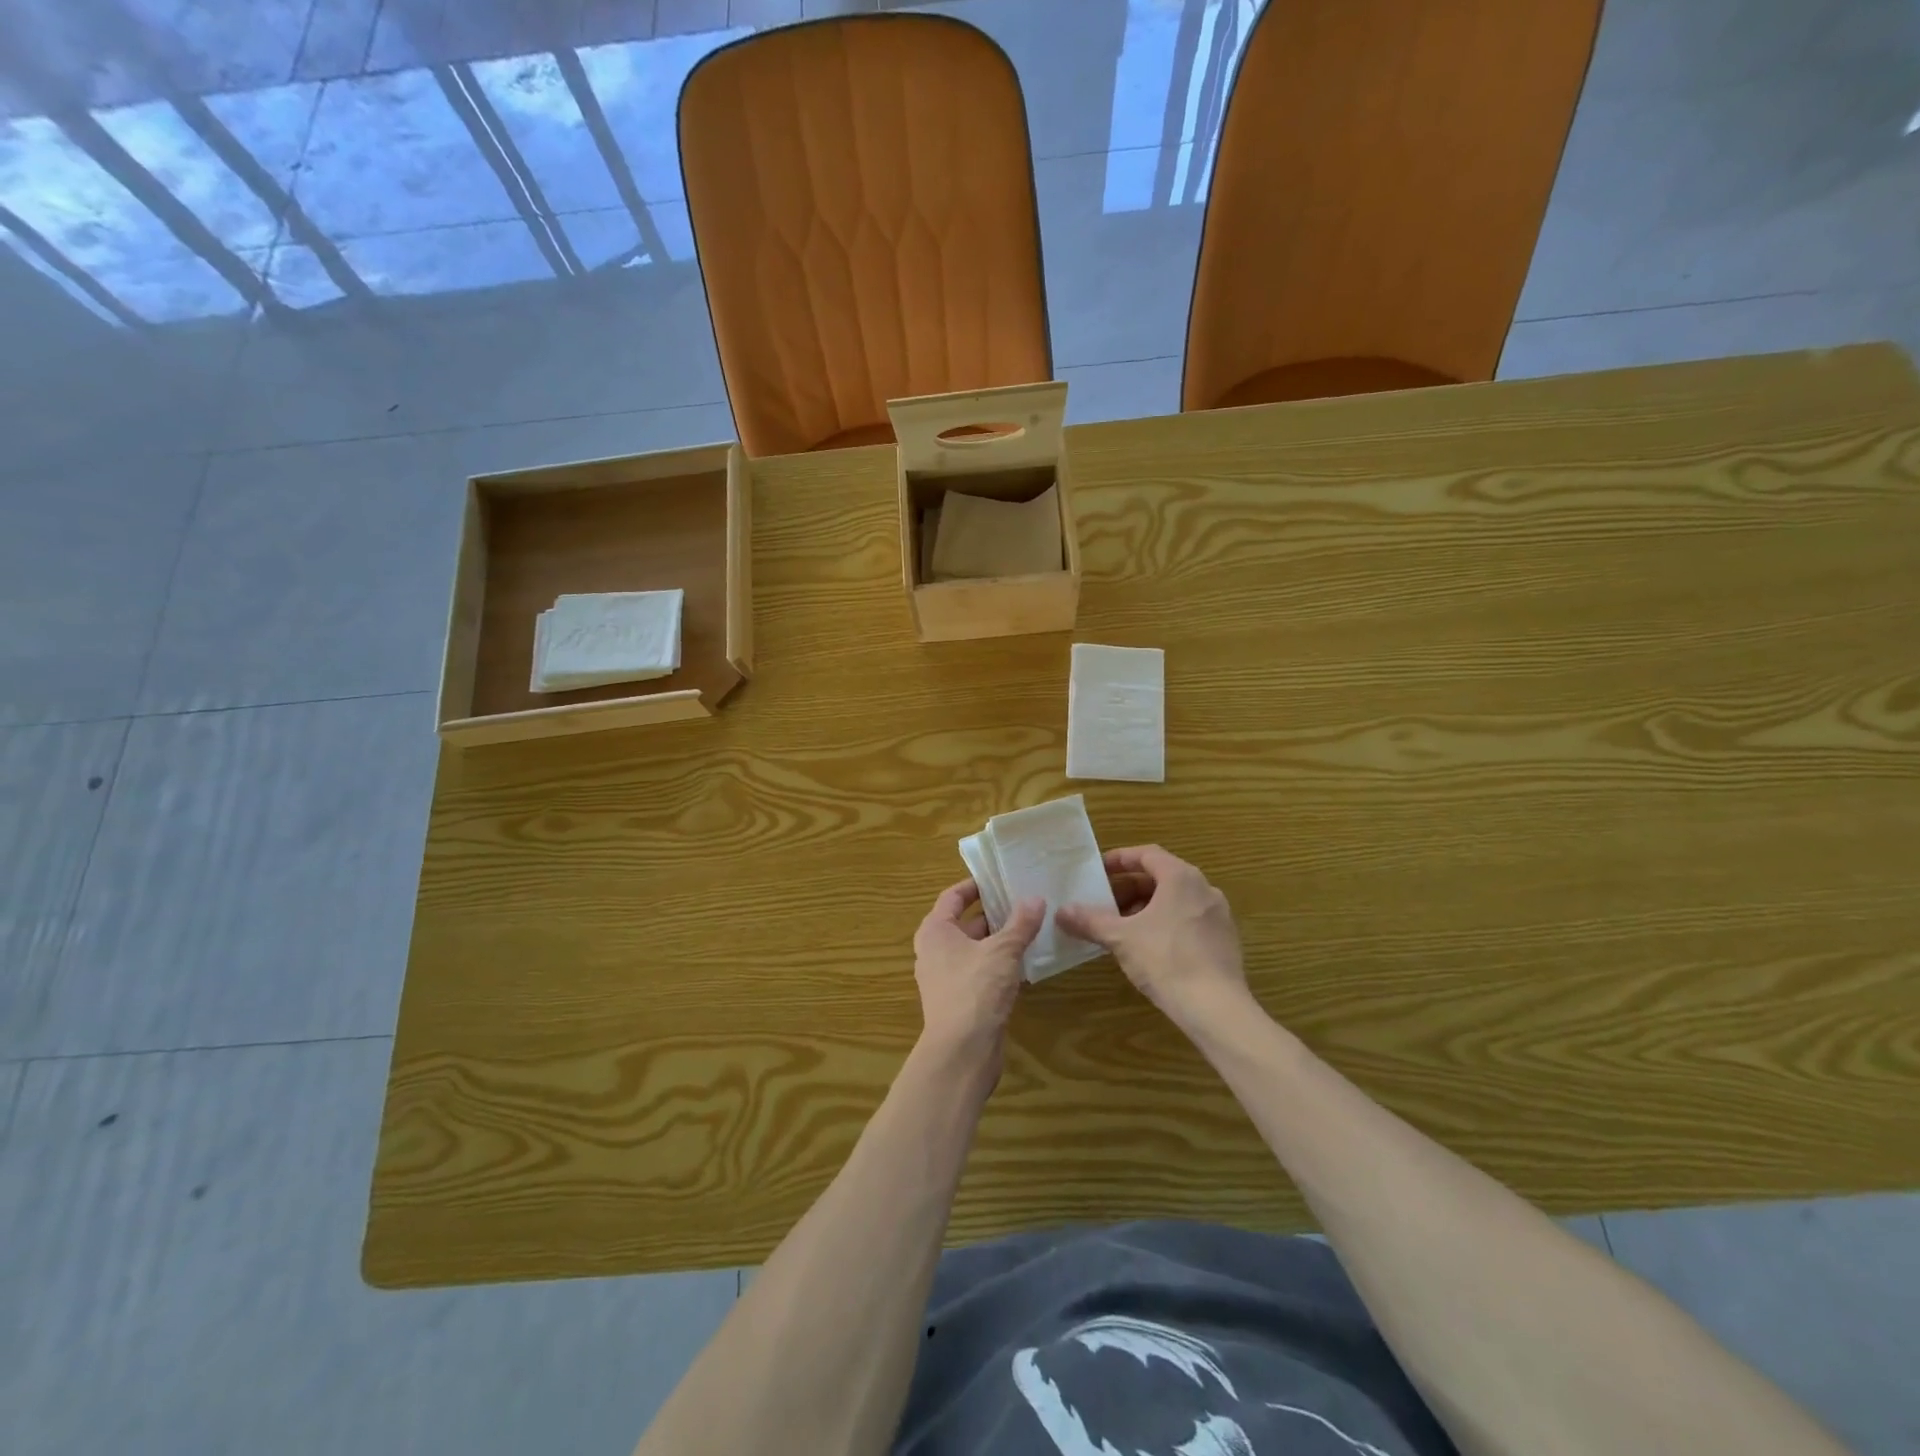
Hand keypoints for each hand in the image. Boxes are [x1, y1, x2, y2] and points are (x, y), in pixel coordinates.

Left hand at [913, 879, 1044, 1069]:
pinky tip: (1025, 963)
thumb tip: (1036, 898)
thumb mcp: (1003, 951)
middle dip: (993, 913)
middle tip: (1024, 901)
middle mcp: (935, 951)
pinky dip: (999, 965)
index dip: (975, 886)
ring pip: (974, 949)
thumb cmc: (975, 990)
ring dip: (999, 940)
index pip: (952, 896)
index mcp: (935, 931)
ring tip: (1031, 928)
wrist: (961, 1052)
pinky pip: (980, 972)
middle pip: (964, 922)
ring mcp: (946, 978)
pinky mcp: (960, 1000)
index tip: (1000, 878)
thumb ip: (1020, 924)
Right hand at [1056, 845, 1248, 1031]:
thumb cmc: (1166, 960)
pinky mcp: (1225, 941)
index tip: (1099, 871)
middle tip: (1105, 905)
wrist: (1216, 1008)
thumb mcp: (1121, 938)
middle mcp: (1204, 889)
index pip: (1147, 855)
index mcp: (1181, 878)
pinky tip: (1148, 948)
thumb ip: (1090, 921)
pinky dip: (1165, 924)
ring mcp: (1218, 915)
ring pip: (1175, 900)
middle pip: (1161, 877)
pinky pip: (1188, 920)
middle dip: (1129, 889)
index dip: (1120, 860)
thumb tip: (1061, 912)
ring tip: (1122, 928)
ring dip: (1146, 908)